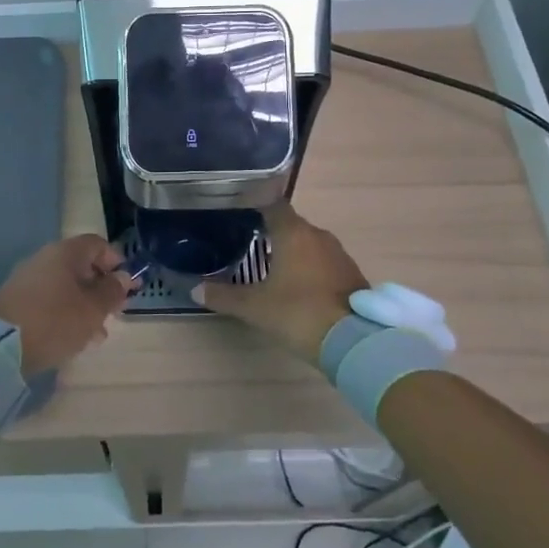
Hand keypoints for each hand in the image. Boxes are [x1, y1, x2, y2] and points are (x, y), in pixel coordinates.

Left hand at [0, 235, 137, 375]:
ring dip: (85, 306)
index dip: (116, 262)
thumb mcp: (92, 309)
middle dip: (101, 289)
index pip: (97, 244)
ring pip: (66, 287)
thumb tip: (123, 277)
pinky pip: (49, 301)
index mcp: (65, 253)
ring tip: (96, 335)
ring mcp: (28, 279)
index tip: (128, 285)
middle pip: (81, 266)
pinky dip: (65, 314)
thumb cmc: (55, 321)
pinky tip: (73, 338)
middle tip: (114, 313)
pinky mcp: (17, 300)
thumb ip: (112, 292)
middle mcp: (45, 258)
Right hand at [191, 203, 366, 364]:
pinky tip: (300, 286)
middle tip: (251, 244)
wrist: (354, 342)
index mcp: (294, 233)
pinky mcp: (353, 276)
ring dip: (294, 252)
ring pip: (310, 244)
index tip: (241, 215)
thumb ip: (224, 296)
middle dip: (274, 233)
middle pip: (292, 225)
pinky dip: (311, 269)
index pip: (273, 205)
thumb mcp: (255, 307)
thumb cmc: (298, 313)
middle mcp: (318, 236)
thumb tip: (194, 289)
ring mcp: (339, 255)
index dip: (257, 207)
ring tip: (273, 267)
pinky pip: (325, 263)